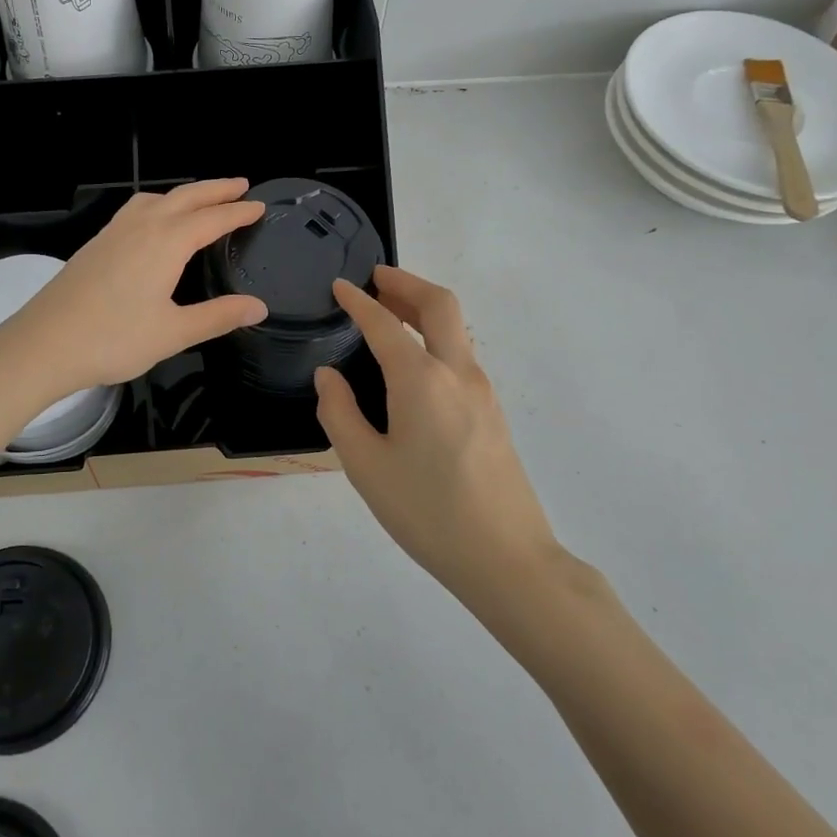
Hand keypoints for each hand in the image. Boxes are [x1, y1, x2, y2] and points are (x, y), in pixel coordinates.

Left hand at [0, 179, 268, 400]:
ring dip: (183, 194)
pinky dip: (157, 205)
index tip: (260, 206)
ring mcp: (113, 233)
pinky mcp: (95, 245)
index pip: (212, 219)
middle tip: (241, 184)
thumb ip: (218, 316)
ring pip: (155, 199)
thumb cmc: (113, 340)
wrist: (43, 345)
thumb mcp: (174, 333)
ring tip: (200, 200)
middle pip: (185, 197)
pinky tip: (153, 224)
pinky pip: (134, 210)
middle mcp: (141, 227)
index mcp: (165, 243)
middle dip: (215, 189)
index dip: (238, 212)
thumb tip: (259, 307)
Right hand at [314, 266, 560, 597]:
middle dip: (406, 282)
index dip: (358, 301)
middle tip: (375, 278)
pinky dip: (436, 336)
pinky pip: (461, 354)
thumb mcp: (365, 466)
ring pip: (456, 327)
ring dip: (424, 307)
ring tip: (391, 311)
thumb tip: (328, 377)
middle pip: (439, 304)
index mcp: (421, 380)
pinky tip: (414, 361)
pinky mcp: (493, 411)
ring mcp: (482, 391)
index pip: (384, 324)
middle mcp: (457, 373)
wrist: (507, 558)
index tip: (338, 286)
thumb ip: (340, 413)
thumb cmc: (427, 512)